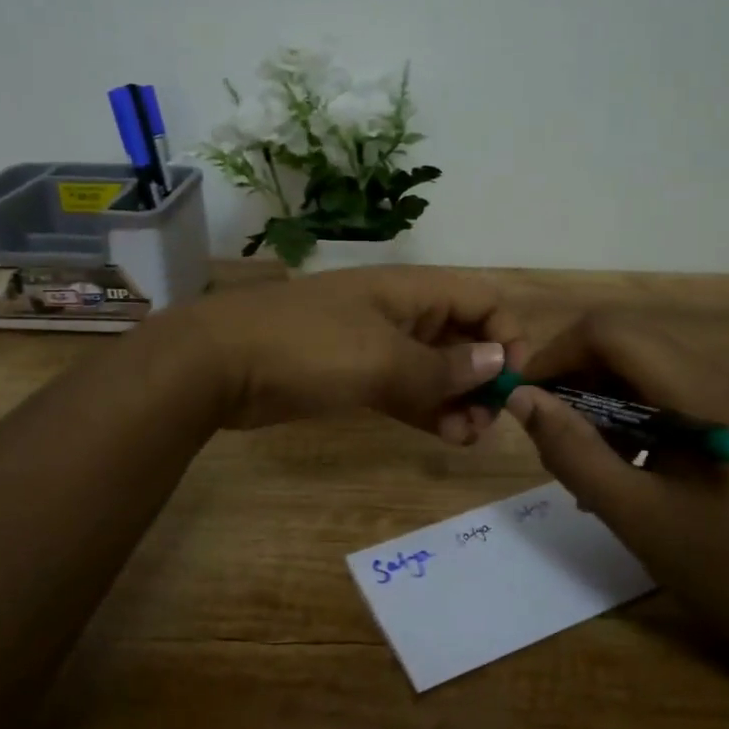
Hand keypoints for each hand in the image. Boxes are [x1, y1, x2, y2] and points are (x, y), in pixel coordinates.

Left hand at [169, 267, 527, 438]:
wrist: (218, 363)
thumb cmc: (308, 347)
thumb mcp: (382, 358)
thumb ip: (443, 367)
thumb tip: (498, 363)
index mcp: (412, 291)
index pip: (482, 300)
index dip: (507, 336)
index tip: (510, 383)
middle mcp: (401, 313)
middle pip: (464, 337)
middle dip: (483, 377)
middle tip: (486, 421)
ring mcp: (376, 345)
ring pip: (435, 369)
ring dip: (459, 400)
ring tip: (469, 437)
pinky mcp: (354, 376)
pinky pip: (405, 390)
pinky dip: (428, 410)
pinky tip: (447, 436)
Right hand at [507, 313, 728, 669]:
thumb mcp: (640, 518)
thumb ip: (574, 452)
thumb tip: (522, 399)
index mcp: (707, 387)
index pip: (608, 331)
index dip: (555, 356)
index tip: (525, 402)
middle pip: (628, 346)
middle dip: (578, 386)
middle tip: (554, 446)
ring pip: (648, 367)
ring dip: (606, 405)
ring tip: (590, 468)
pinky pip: (675, 389)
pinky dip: (639, 417)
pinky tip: (632, 467)